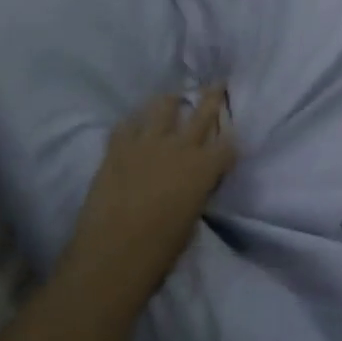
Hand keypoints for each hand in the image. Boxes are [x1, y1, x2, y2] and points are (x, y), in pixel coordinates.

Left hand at [59, 86, 234, 309]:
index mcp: (204, 168)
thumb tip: (192, 185)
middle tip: (217, 83)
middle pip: (202, 112)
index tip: (230, 140)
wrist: (111, 256)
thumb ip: (195, 193)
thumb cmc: (159, 251)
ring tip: (171, 98)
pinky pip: (126, 124)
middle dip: (213, 96)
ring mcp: (147, 143)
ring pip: (163, 107)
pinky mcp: (118, 148)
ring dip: (170, 101)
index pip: (228, 145)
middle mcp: (180, 147)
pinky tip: (134, 123)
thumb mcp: (191, 220)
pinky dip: (133, 122)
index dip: (230, 143)